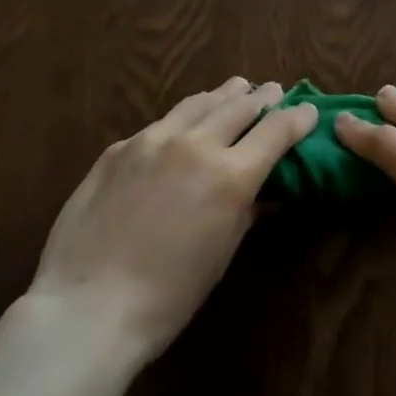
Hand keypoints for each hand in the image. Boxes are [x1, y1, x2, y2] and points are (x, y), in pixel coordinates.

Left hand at [22, 78, 318, 365]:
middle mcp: (195, 144)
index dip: (298, 118)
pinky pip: (160, 124)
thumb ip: (246, 210)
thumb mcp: (221, 254)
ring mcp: (152, 140)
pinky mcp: (118, 147)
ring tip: (235, 88)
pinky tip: (181, 127)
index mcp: (229, 175)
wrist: (87, 307)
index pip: (276, 130)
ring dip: (223, 95)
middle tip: (273, 90)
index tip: (308, 111)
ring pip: (198, 103)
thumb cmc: (168, 297)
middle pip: (240, 106)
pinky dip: (182, 120)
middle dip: (262, 97)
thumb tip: (266, 191)